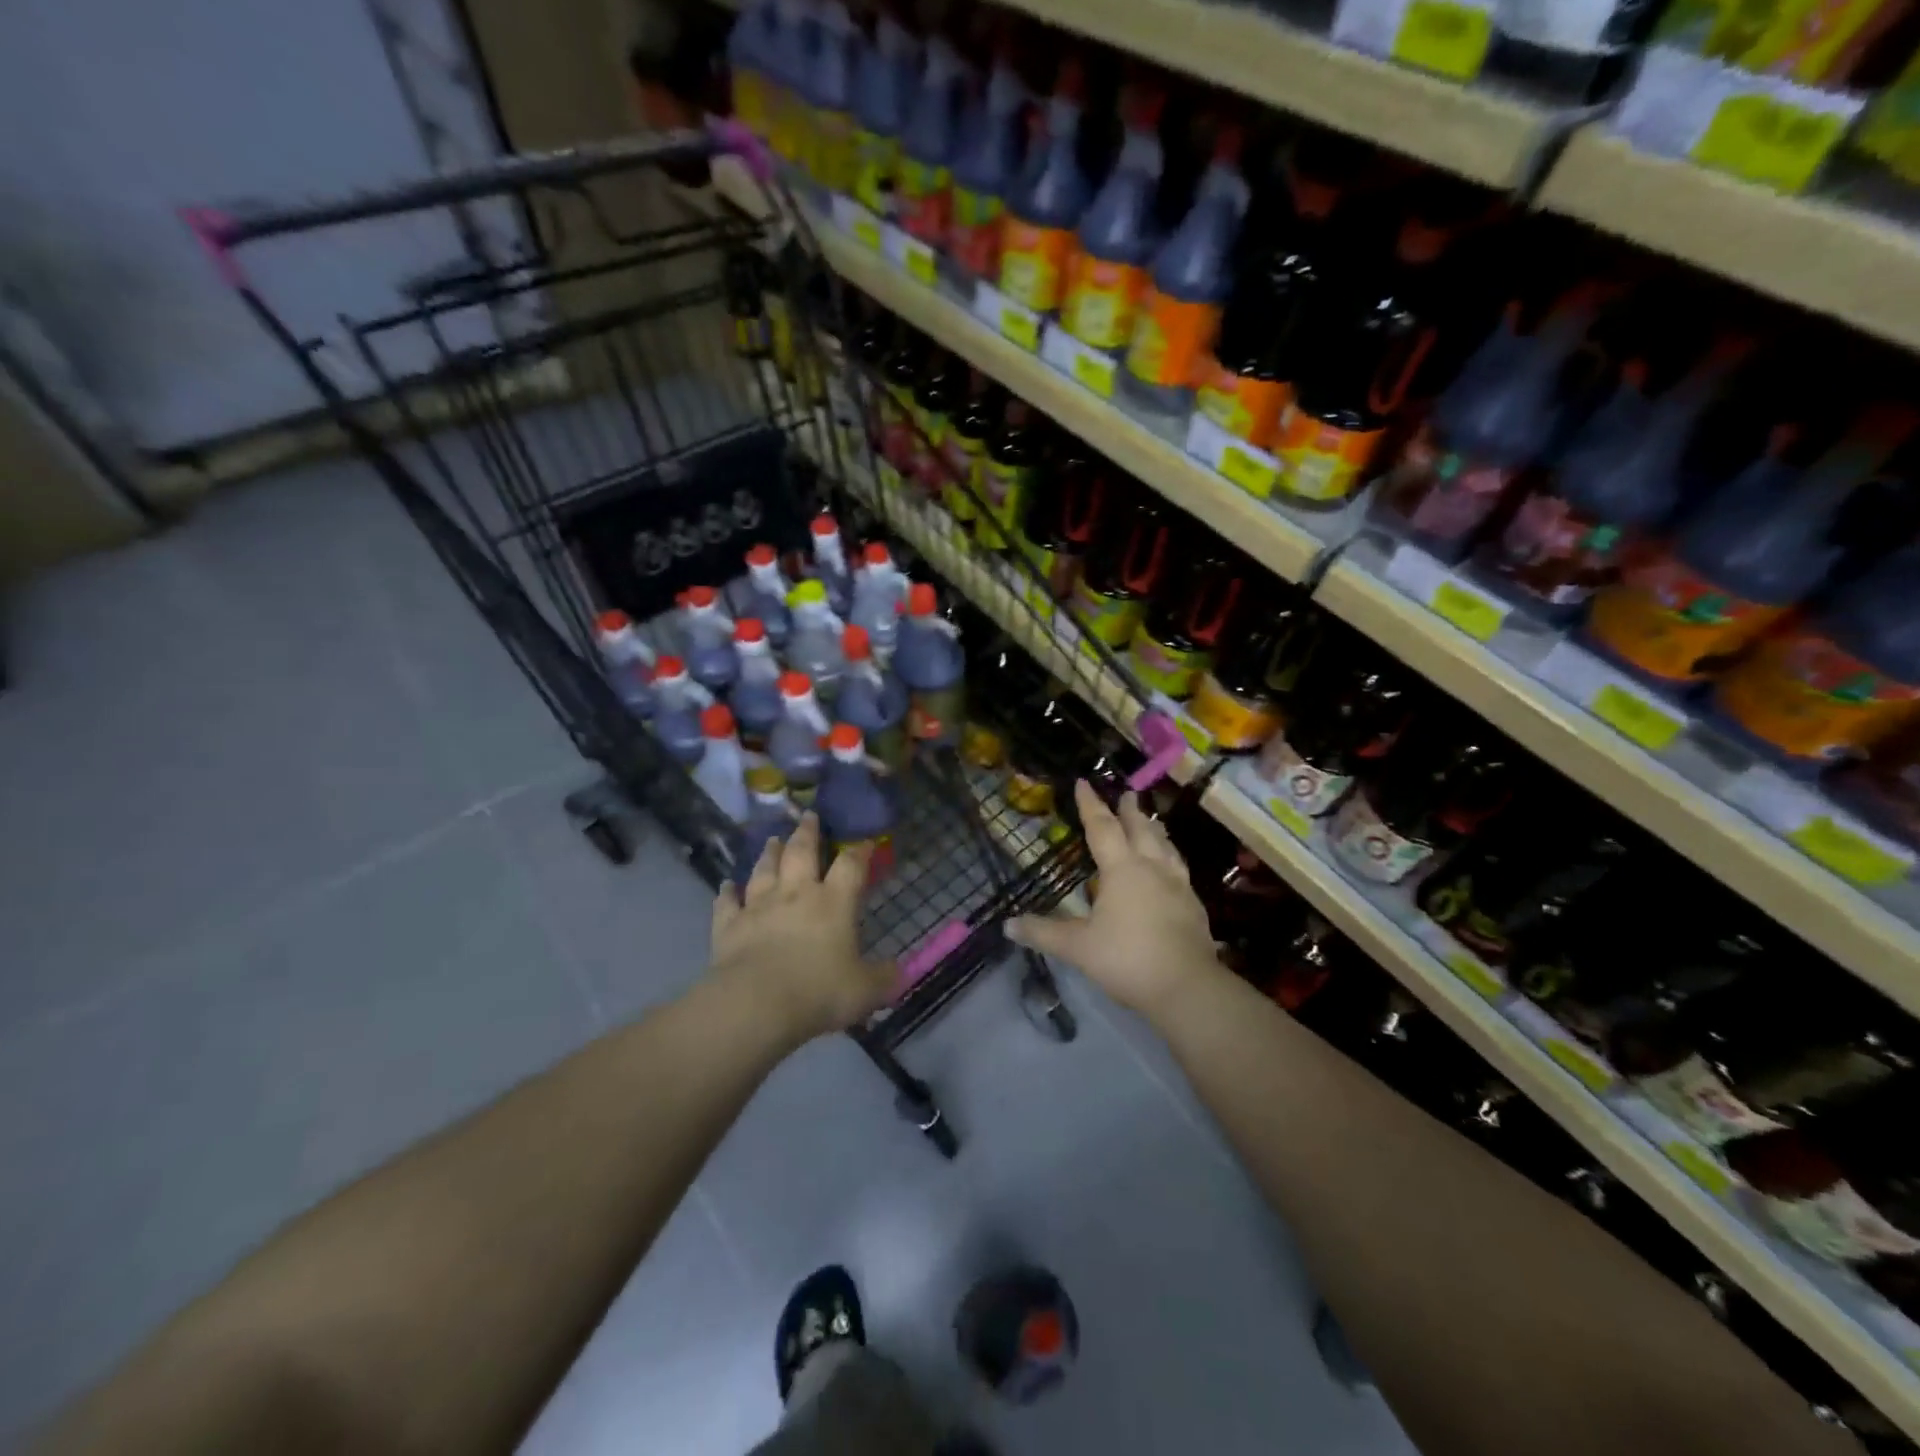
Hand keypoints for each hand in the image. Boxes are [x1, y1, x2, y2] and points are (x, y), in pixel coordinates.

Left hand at [709, 813, 897, 1044]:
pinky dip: (727, 892)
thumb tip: (900, 972)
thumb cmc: (818, 992)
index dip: (859, 851)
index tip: (864, 841)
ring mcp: (758, 906)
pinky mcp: (728, 925)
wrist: (756, 1004)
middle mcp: (795, 894)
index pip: (850, 866)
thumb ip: (884, 978)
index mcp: (833, 902)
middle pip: (801, 852)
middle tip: (808, 815)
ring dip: (769, 853)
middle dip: (806, 832)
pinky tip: (727, 885)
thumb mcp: (866, 990)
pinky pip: (727, 902)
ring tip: (772, 839)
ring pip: (764, 870)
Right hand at [1006, 781, 1220, 1021]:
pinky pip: (1179, 869)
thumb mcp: (1078, 947)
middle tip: (1127, 793)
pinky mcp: (1193, 905)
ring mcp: (1177, 886)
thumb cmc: (1127, 959)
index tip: (1083, 782)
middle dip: (1129, 811)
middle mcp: (1152, 868)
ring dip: (1154, 830)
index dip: (1090, 805)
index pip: (1102, 828)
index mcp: (1122, 870)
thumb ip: (1043, 933)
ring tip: (1151, 822)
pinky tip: (1172, 868)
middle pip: (1140, 830)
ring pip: (1165, 847)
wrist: (1187, 987)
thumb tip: (1007, 925)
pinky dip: (1171, 857)